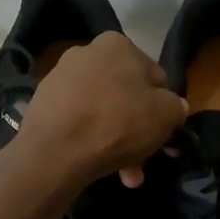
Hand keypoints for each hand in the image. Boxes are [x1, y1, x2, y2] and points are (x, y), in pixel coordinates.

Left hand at [9, 32, 187, 191]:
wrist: (54, 151)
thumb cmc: (118, 123)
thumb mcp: (167, 115)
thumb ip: (177, 107)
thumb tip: (174, 107)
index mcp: (118, 44)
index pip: (155, 77)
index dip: (164, 108)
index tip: (163, 135)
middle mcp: (86, 52)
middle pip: (125, 96)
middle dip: (137, 131)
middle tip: (143, 161)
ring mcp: (60, 77)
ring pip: (102, 112)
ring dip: (117, 141)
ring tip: (124, 174)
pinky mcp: (42, 103)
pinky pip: (78, 121)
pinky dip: (90, 141)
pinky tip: (97, 165)